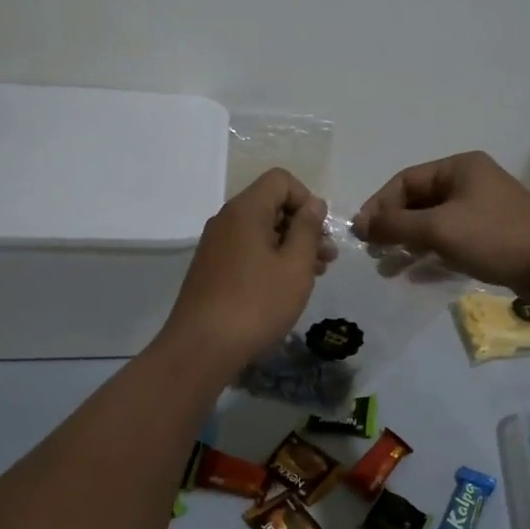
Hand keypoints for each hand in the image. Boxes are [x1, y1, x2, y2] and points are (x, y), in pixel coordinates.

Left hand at [159, 169, 336, 373]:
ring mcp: (216, 245)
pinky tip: (286, 286)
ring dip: (291, 246)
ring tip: (315, 274)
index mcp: (245, 210)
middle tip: (327, 258)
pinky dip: (271, 260)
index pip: (280, 180)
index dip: (307, 199)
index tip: (320, 232)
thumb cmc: (257, 303)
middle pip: (271, 205)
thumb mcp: (295, 265)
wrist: (202, 348)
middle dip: (303, 226)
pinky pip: (248, 250)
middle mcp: (226, 220)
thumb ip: (308, 229)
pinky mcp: (212, 268)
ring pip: (261, 231)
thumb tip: (314, 204)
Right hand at [353, 152, 529, 301]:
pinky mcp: (493, 234)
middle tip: (374, 253)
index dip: (379, 206)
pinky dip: (432, 253)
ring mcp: (484, 208)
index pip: (405, 181)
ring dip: (409, 244)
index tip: (361, 234)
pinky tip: (417, 275)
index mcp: (459, 167)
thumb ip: (395, 226)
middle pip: (419, 201)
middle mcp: (471, 181)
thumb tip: (359, 224)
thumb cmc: (494, 238)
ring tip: (389, 268)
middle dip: (394, 228)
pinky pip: (452, 239)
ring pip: (434, 223)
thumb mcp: (438, 229)